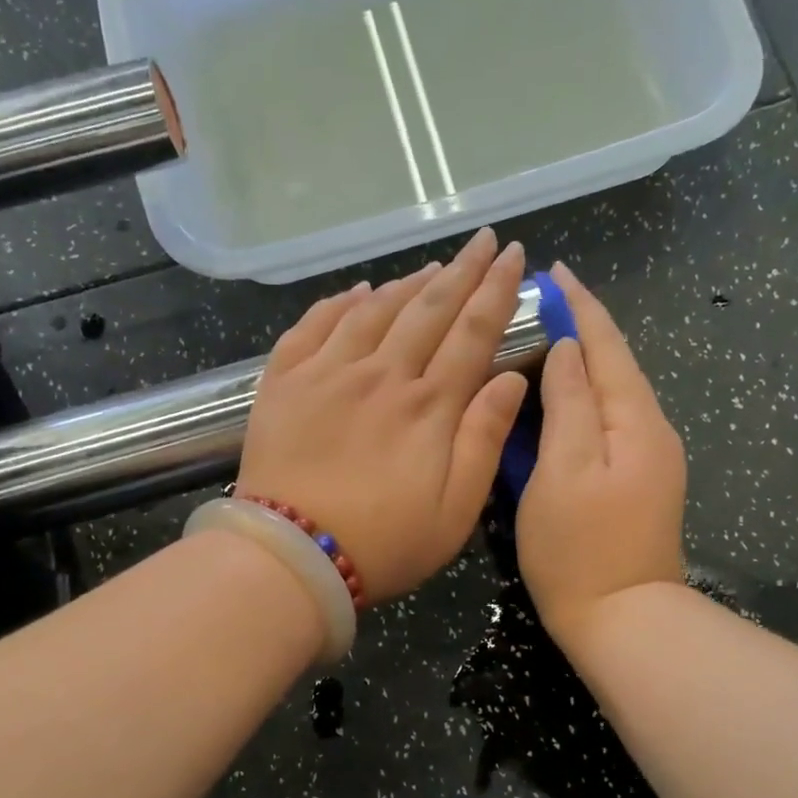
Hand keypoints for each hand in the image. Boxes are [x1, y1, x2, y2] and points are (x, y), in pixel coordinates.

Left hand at [237, 228, 529, 603]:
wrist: (292, 557)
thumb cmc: (384, 544)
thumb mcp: (456, 510)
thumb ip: (484, 439)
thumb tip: (511, 378)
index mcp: (429, 406)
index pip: (472, 333)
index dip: (496, 291)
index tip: (512, 256)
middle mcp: (382, 375)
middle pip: (428, 309)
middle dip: (461, 271)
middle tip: (482, 240)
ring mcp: (328, 374)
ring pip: (374, 310)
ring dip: (407, 284)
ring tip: (432, 266)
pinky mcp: (284, 383)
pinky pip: (314, 326)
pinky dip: (339, 303)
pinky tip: (356, 291)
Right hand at [517, 264, 687, 648]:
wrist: (624, 621)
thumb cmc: (580, 548)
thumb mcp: (563, 470)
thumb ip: (569, 403)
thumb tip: (568, 349)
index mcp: (635, 421)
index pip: (608, 346)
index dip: (581, 306)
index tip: (556, 271)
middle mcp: (652, 431)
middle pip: (617, 364)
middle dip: (583, 327)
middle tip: (541, 300)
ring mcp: (650, 459)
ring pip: (614, 393)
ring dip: (584, 360)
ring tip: (546, 336)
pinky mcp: (640, 482)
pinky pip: (610, 421)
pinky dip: (586, 397)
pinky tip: (563, 395)